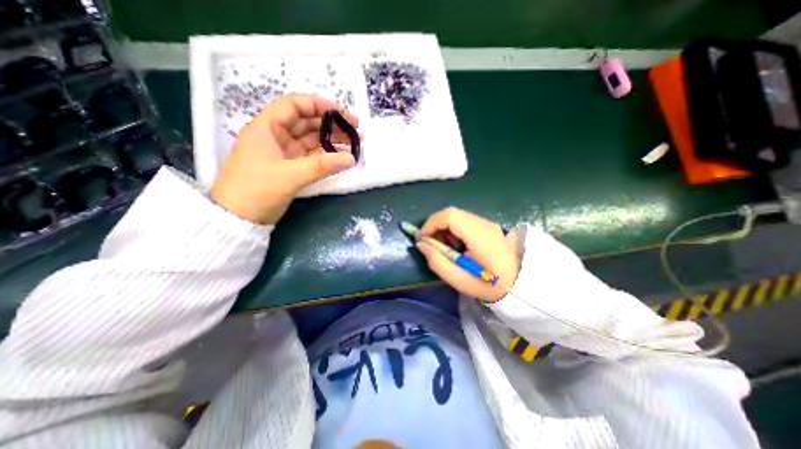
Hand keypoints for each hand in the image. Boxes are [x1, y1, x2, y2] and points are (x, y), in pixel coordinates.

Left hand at [209, 92, 355, 223]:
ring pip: (311, 140)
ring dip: (331, 140)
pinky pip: (311, 156)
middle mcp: (275, 136)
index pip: (294, 105)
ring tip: (354, 143)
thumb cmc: (257, 190)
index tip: (342, 113)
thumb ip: (323, 166)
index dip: (318, 105)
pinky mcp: (289, 167)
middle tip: (355, 130)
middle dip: (331, 124)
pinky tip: (341, 157)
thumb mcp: (290, 176)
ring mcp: (283, 153)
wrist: (238, 218)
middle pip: (306, 122)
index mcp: (266, 128)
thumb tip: (351, 158)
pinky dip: (326, 156)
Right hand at [417, 208, 522, 302]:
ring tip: (444, 247)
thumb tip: (421, 243)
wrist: (519, 283)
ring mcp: (487, 223)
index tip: (422, 238)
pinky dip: (453, 229)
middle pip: (451, 213)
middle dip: (435, 226)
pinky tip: (456, 245)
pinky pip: (463, 221)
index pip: (450, 216)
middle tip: (431, 244)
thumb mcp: (459, 280)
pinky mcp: (487, 225)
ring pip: (456, 216)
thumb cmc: (488, 285)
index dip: (431, 223)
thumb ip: (437, 261)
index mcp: (480, 237)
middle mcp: (484, 224)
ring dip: (444, 228)